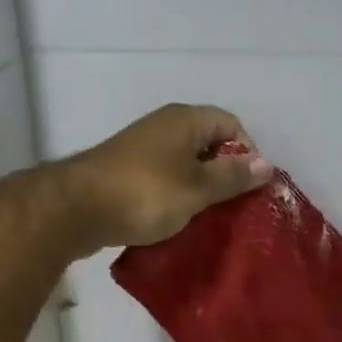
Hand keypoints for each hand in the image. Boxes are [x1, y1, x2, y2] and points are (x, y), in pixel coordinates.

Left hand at [59, 104, 273, 252]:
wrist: (76, 208)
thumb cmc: (145, 193)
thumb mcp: (197, 188)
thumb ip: (231, 176)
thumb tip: (266, 164)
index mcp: (185, 120)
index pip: (231, 124)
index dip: (247, 152)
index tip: (249, 187)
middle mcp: (164, 126)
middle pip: (208, 144)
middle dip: (224, 174)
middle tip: (234, 207)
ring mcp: (142, 149)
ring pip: (184, 164)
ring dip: (198, 189)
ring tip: (209, 218)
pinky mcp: (126, 172)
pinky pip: (163, 179)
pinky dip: (174, 196)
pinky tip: (178, 221)